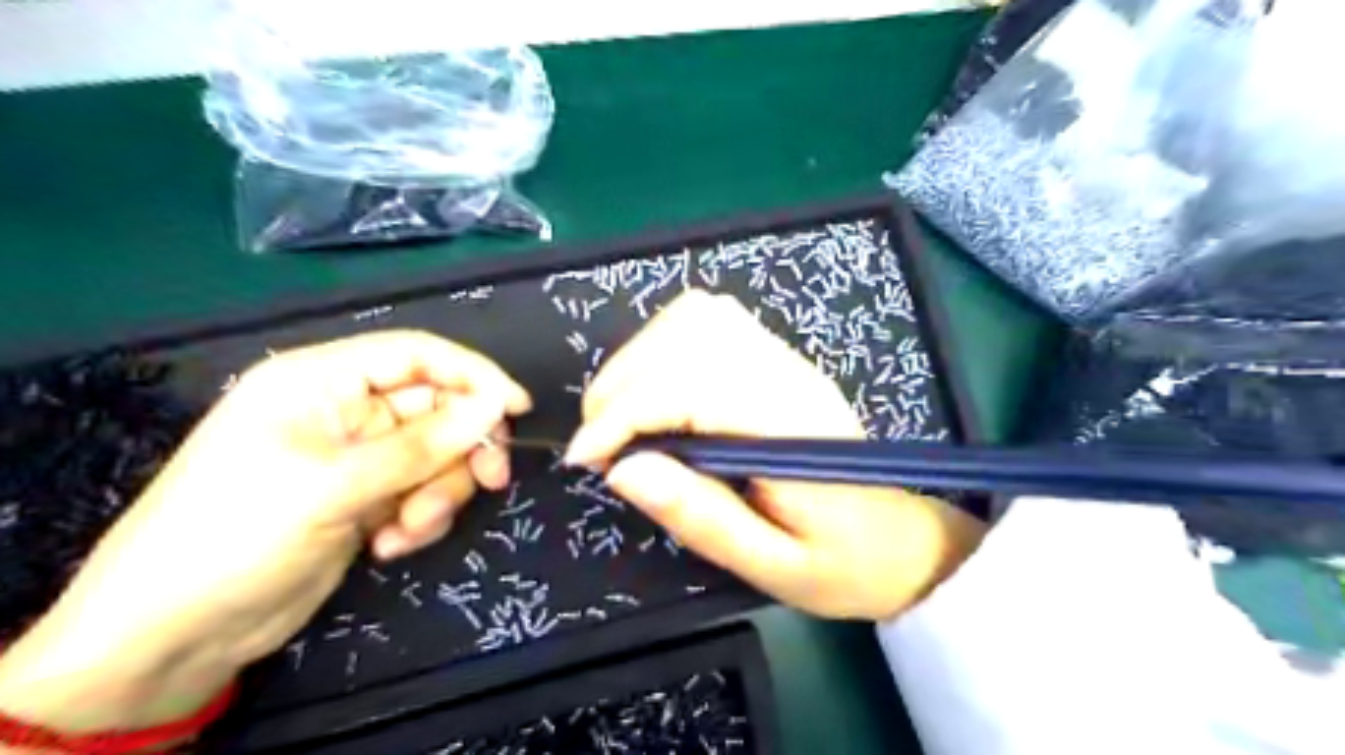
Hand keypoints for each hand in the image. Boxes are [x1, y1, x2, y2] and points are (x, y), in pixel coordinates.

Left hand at [0, 333, 531, 732]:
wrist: (171, 635)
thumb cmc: (236, 534)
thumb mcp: (335, 485)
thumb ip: (423, 445)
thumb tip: (496, 406)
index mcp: (321, 381)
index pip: (417, 355)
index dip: (473, 374)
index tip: (518, 407)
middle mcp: (345, 411)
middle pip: (437, 409)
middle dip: (462, 449)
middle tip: (491, 481)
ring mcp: (358, 457)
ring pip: (437, 456)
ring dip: (438, 493)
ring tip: (408, 529)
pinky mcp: (367, 497)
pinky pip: (422, 491)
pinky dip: (420, 517)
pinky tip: (389, 546)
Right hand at [564, 293, 985, 623]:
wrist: (897, 539)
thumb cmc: (840, 562)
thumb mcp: (771, 566)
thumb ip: (700, 517)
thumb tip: (621, 470)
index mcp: (791, 428)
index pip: (691, 387)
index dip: (624, 414)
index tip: (586, 460)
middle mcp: (787, 375)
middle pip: (686, 338)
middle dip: (620, 386)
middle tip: (599, 446)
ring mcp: (784, 358)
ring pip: (695, 317)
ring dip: (637, 359)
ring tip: (620, 418)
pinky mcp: (776, 355)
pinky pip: (710, 319)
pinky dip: (663, 343)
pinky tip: (655, 388)